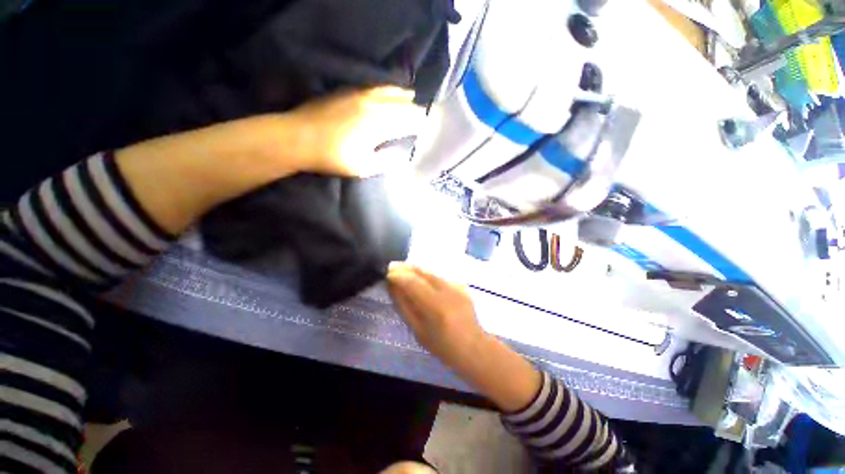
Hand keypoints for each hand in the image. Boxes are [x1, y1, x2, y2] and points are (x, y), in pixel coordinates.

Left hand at [287, 86, 423, 177]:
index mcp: (379, 124)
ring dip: (402, 95)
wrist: (297, 138)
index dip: (420, 122)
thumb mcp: (362, 167)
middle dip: (415, 109)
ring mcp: (359, 95)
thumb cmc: (332, 157)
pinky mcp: (347, 92)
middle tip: (423, 114)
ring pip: (388, 91)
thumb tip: (400, 154)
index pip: (408, 120)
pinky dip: (385, 90)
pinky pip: (373, 87)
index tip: (429, 126)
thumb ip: (385, 161)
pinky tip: (387, 92)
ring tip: (411, 97)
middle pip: (401, 104)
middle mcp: (373, 105)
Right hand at [387, 262, 486, 366]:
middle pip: (423, 272)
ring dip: (416, 270)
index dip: (398, 275)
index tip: (387, 273)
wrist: (472, 347)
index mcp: (436, 307)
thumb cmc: (441, 345)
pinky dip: (427, 275)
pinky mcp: (461, 286)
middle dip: (406, 268)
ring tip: (403, 269)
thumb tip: (392, 286)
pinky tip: (420, 278)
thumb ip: (404, 305)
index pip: (413, 283)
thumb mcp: (417, 329)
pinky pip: (439, 276)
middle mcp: (448, 291)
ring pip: (432, 272)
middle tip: (392, 267)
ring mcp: (457, 287)